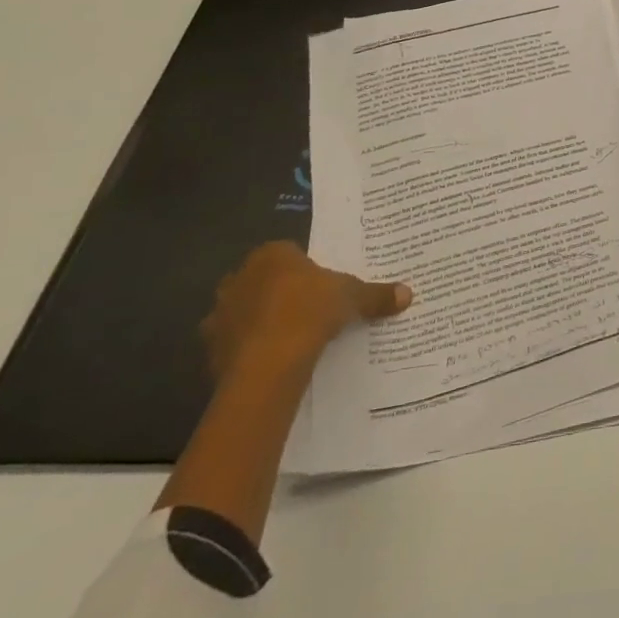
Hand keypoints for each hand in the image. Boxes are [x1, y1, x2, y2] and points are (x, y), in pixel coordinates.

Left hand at [202, 241, 412, 377]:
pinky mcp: (210, 348)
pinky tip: (271, 360)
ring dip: (259, 321)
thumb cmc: (310, 312)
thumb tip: (408, 293)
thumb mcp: (352, 297)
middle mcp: (239, 277)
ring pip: (244, 311)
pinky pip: (234, 343)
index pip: (288, 253)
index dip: (304, 268)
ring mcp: (220, 313)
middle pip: (262, 280)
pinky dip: (248, 349)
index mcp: (271, 255)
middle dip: (279, 292)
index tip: (321, 285)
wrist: (267, 364)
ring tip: (288, 338)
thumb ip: (375, 294)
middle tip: (306, 309)